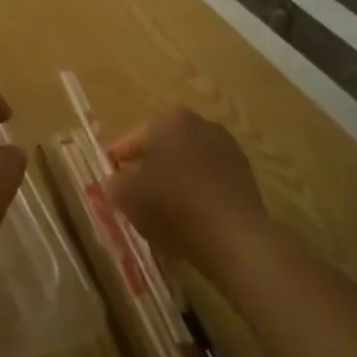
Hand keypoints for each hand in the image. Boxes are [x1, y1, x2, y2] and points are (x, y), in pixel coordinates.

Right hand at [104, 108, 268, 273]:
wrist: (232, 236)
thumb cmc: (171, 205)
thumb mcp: (126, 196)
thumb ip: (113, 184)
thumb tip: (115, 182)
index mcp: (170, 120)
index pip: (133, 139)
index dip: (118, 160)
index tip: (111, 179)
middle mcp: (201, 124)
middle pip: (163, 148)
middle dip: (148, 168)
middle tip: (134, 194)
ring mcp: (228, 149)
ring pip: (188, 164)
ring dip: (174, 180)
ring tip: (161, 211)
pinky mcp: (245, 176)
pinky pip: (209, 181)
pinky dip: (197, 194)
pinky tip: (189, 219)